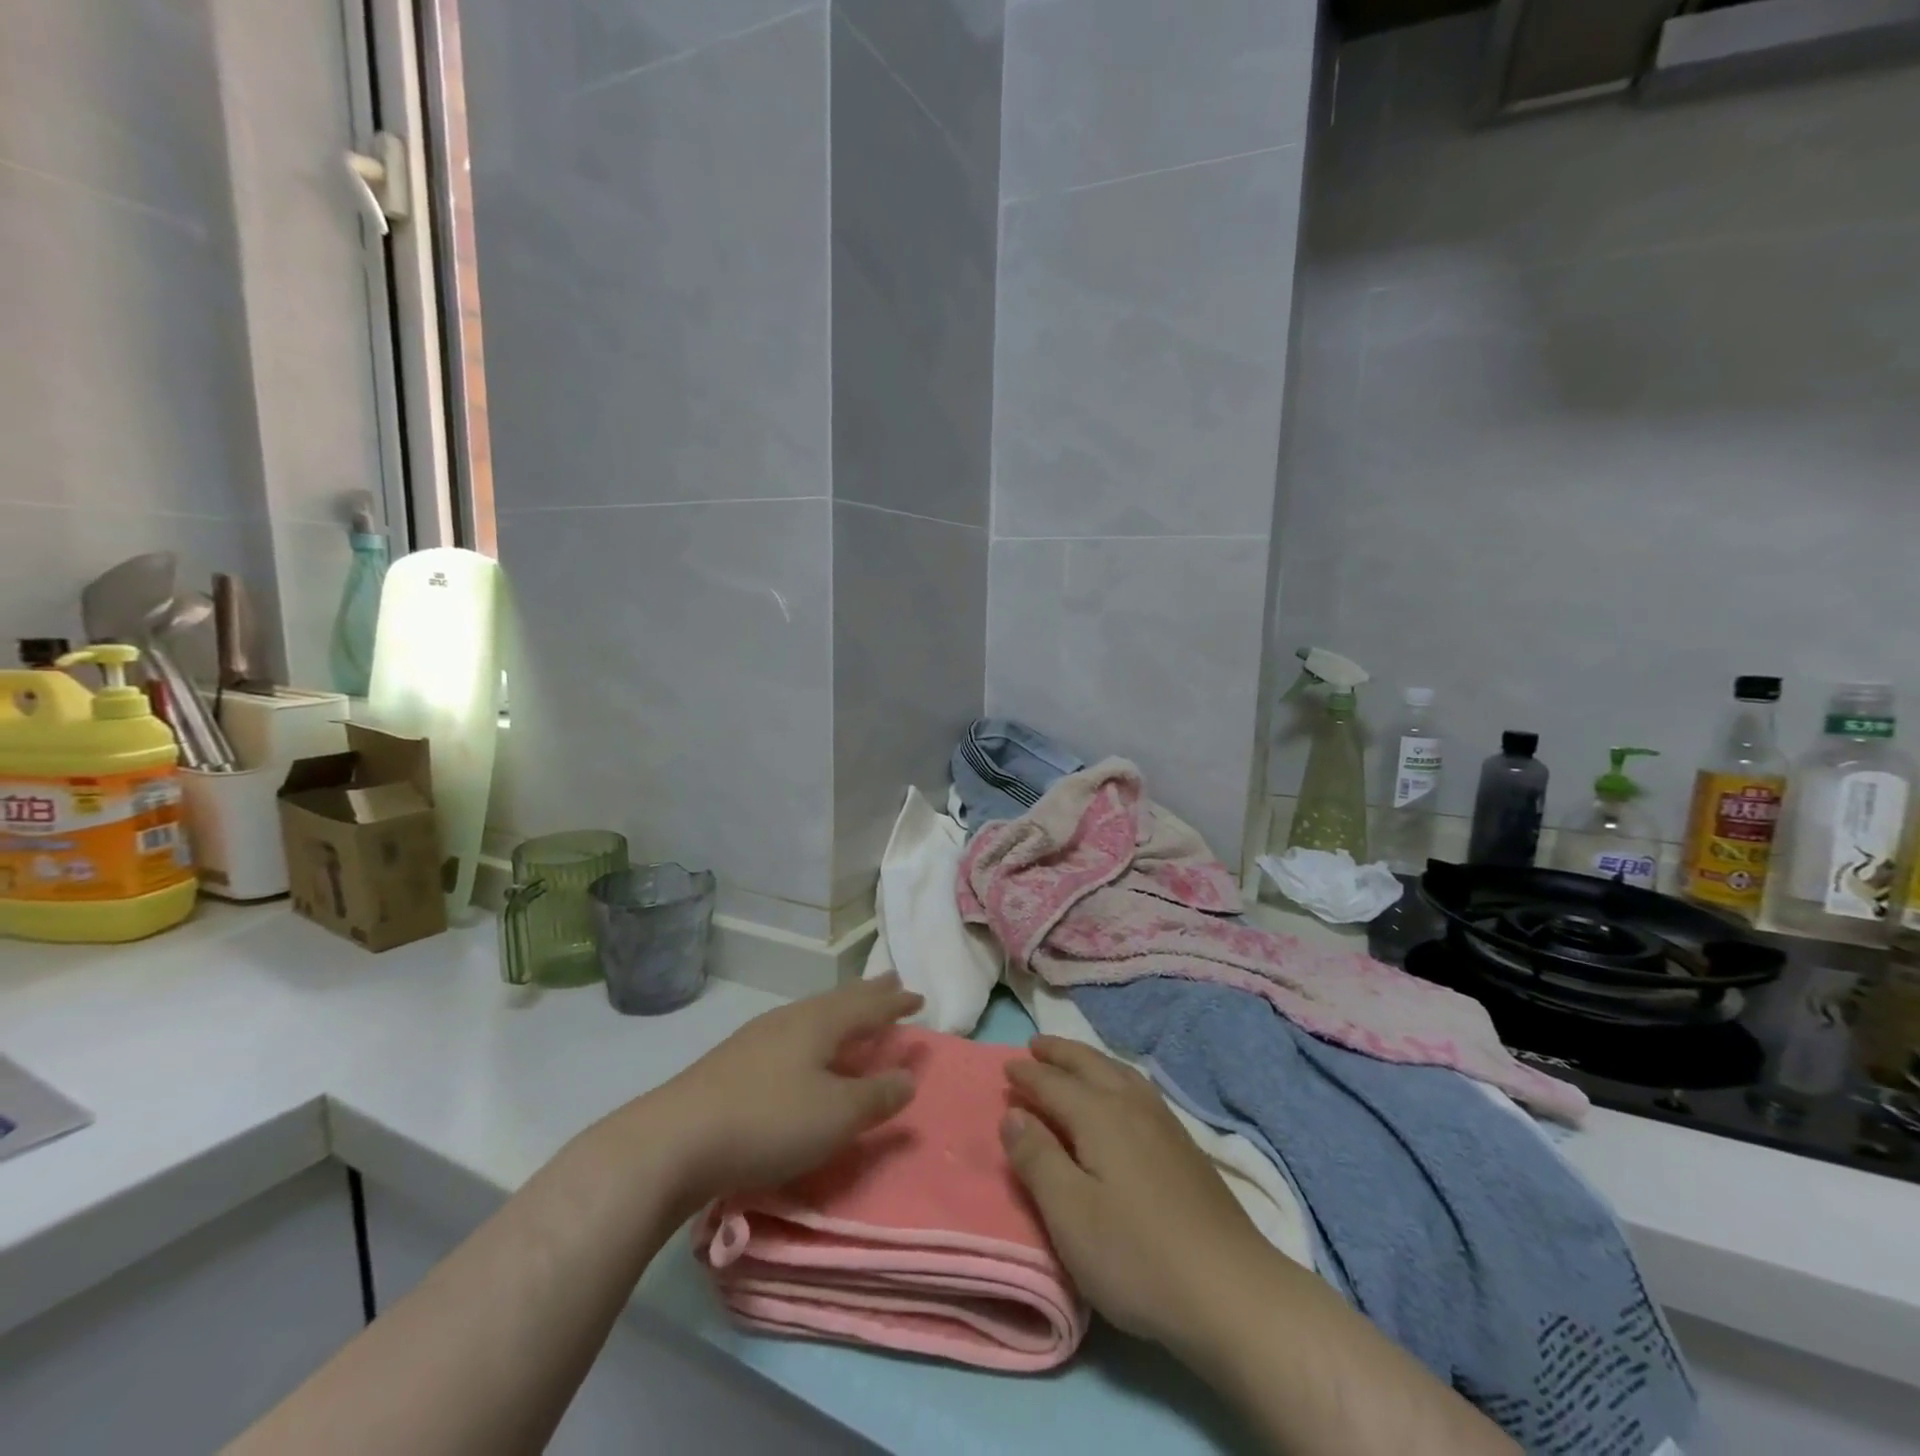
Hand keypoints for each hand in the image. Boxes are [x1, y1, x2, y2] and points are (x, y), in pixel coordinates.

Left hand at [654, 974, 923, 1210]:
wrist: (675, 1139)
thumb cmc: (769, 1121)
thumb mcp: (836, 1115)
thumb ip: (876, 1096)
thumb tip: (908, 1076)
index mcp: (820, 1023)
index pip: (868, 1006)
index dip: (895, 1004)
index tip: (919, 998)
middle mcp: (791, 1019)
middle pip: (839, 1000)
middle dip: (868, 994)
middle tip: (891, 982)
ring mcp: (758, 1036)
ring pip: (812, 1014)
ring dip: (839, 1011)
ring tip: (852, 1012)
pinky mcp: (734, 1060)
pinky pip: (791, 1032)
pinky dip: (813, 1032)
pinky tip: (802, 1047)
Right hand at [1001, 1036, 1269, 1352]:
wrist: (1232, 1290)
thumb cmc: (1137, 1255)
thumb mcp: (1070, 1214)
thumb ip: (1037, 1159)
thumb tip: (1013, 1113)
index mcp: (1099, 1115)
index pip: (1053, 1083)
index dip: (1027, 1074)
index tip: (1005, 1065)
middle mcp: (1131, 1105)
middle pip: (1089, 1065)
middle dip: (1059, 1053)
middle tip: (1035, 1045)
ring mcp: (1164, 1122)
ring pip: (1118, 1072)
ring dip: (1089, 1060)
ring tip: (1073, 1060)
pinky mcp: (1185, 1145)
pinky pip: (1138, 1088)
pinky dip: (1116, 1076)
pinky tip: (1121, 1094)